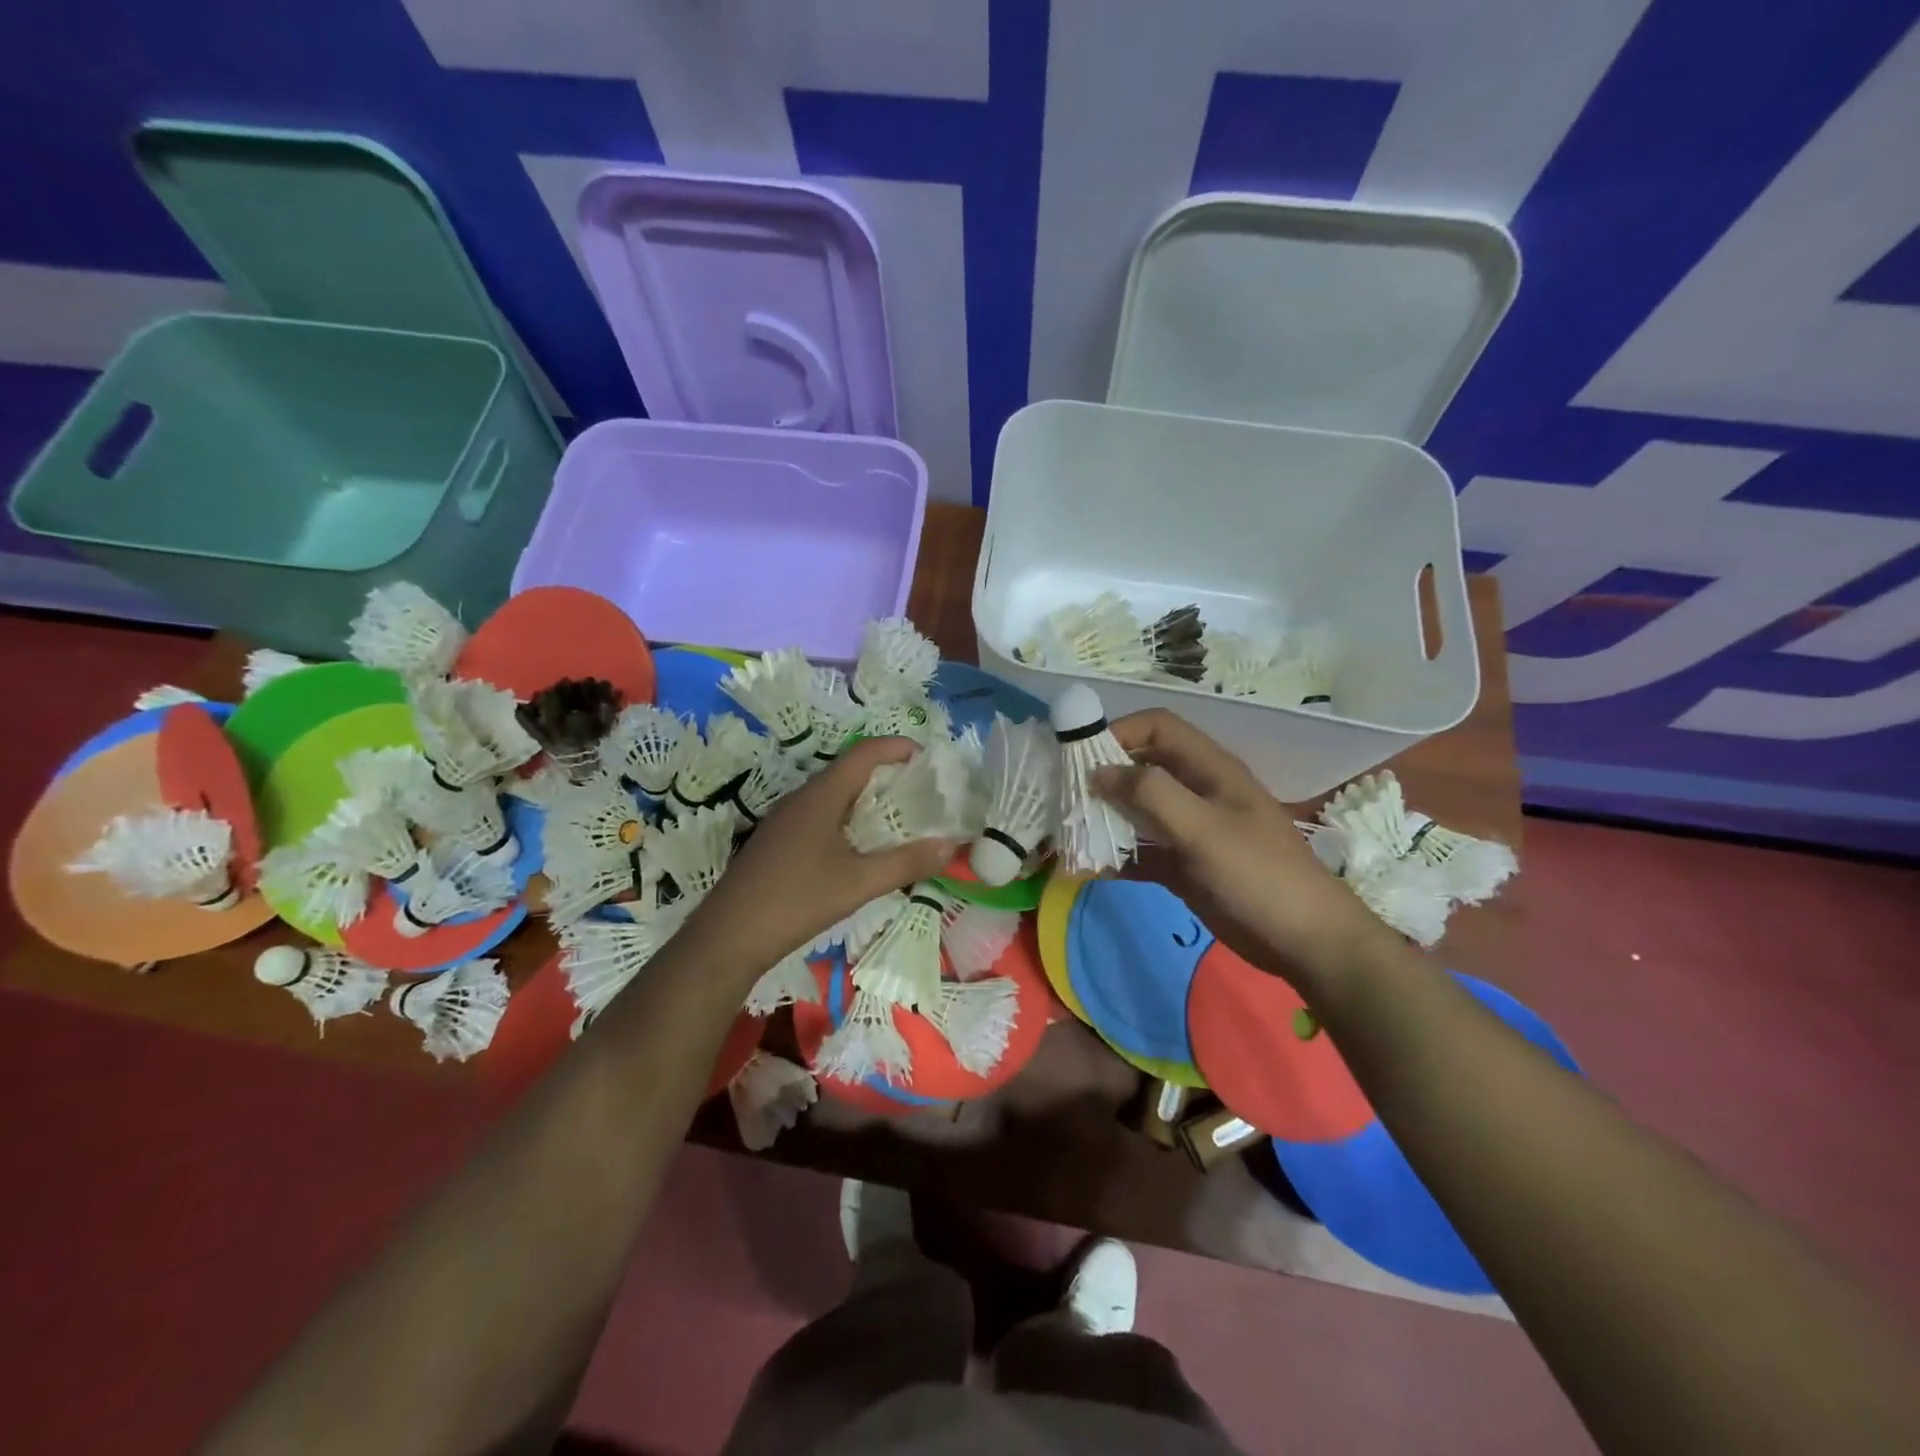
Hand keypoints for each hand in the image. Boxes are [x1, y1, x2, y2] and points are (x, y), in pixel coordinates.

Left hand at [690, 737, 957, 970]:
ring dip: (866, 798)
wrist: (729, 936)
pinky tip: (859, 847)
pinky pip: (820, 815)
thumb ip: (906, 863)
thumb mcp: (859, 884)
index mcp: (821, 796)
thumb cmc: (797, 900)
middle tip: (921, 791)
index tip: (928, 757)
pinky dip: (848, 819)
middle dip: (887, 774)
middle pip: (850, 770)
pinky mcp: (777, 841)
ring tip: (898, 818)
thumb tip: (950, 846)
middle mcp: (802, 798)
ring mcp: (785, 819)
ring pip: (834, 795)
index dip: (897, 747)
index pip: (864, 753)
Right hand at [1092, 710, 1388, 991]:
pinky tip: (1088, 870)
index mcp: (1209, 769)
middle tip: (1065, 795)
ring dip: (1104, 818)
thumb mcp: (1204, 828)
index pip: (1158, 728)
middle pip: (1142, 767)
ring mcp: (1190, 830)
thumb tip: (1099, 771)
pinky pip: (1142, 852)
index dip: (1120, 731)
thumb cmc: (1259, 875)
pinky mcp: (1184, 866)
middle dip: (1103, 776)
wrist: (1306, 942)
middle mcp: (1197, 792)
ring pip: (1137, 811)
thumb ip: (1152, 794)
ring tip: (1068, 832)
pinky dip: (1116, 857)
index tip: (1081, 756)